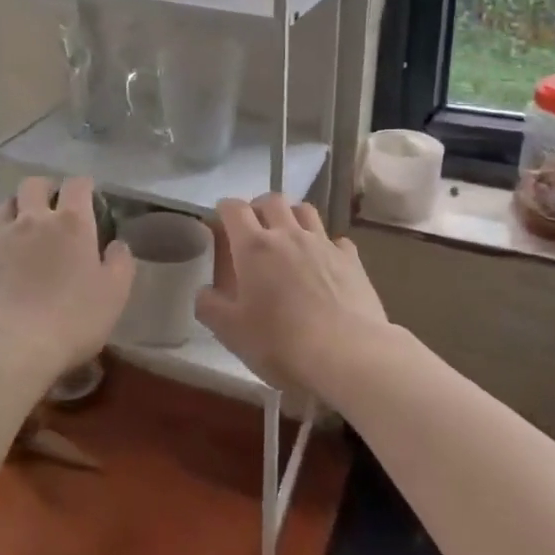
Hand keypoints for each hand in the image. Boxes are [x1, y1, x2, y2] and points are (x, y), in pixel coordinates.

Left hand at [0, 176, 134, 379]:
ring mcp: (1, 240)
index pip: (77, 184)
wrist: (8, 348)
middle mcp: (33, 221)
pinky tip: (7, 266)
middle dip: (45, 189)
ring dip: (18, 209)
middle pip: (33, 184)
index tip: (89, 197)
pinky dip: (1, 245)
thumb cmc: (71, 319)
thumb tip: (117, 245)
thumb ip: (120, 263)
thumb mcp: (114, 294)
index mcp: (71, 223)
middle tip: (54, 206)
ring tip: (26, 227)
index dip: (84, 186)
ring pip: (5, 206)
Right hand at [197, 194, 388, 397]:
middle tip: (254, 228)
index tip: (220, 221)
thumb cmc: (282, 343)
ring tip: (288, 235)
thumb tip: (204, 292)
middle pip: (272, 200)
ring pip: (305, 210)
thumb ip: (210, 307)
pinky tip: (325, 263)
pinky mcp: (351, 259)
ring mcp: (323, 243)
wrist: (348, 355)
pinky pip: (336, 240)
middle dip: (259, 207)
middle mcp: (288, 234)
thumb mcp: (232, 333)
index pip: (234, 209)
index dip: (224, 210)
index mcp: (254, 247)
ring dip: (292, 216)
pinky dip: (326, 245)